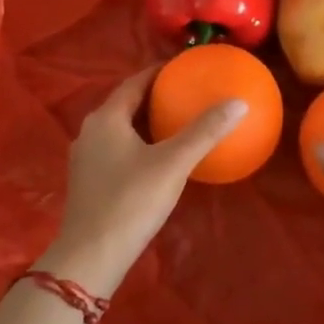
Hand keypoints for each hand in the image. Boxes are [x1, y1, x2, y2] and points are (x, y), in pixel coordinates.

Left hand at [43, 67, 247, 296]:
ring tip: (176, 122)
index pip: (134, 82)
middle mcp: (90, 132)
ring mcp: (85, 158)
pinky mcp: (88, 181)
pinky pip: (116, 150)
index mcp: (106, 118)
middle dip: (153, 97)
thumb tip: (238, 103)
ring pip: (119, 129)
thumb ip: (204, 132)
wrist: (91, 255)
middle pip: (125, 104)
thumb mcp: (172, 164)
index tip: (183, 67)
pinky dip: (138, 144)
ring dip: (145, 122)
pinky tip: (158, 158)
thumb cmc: (130, 201)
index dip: (158, 72)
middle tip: (185, 93)